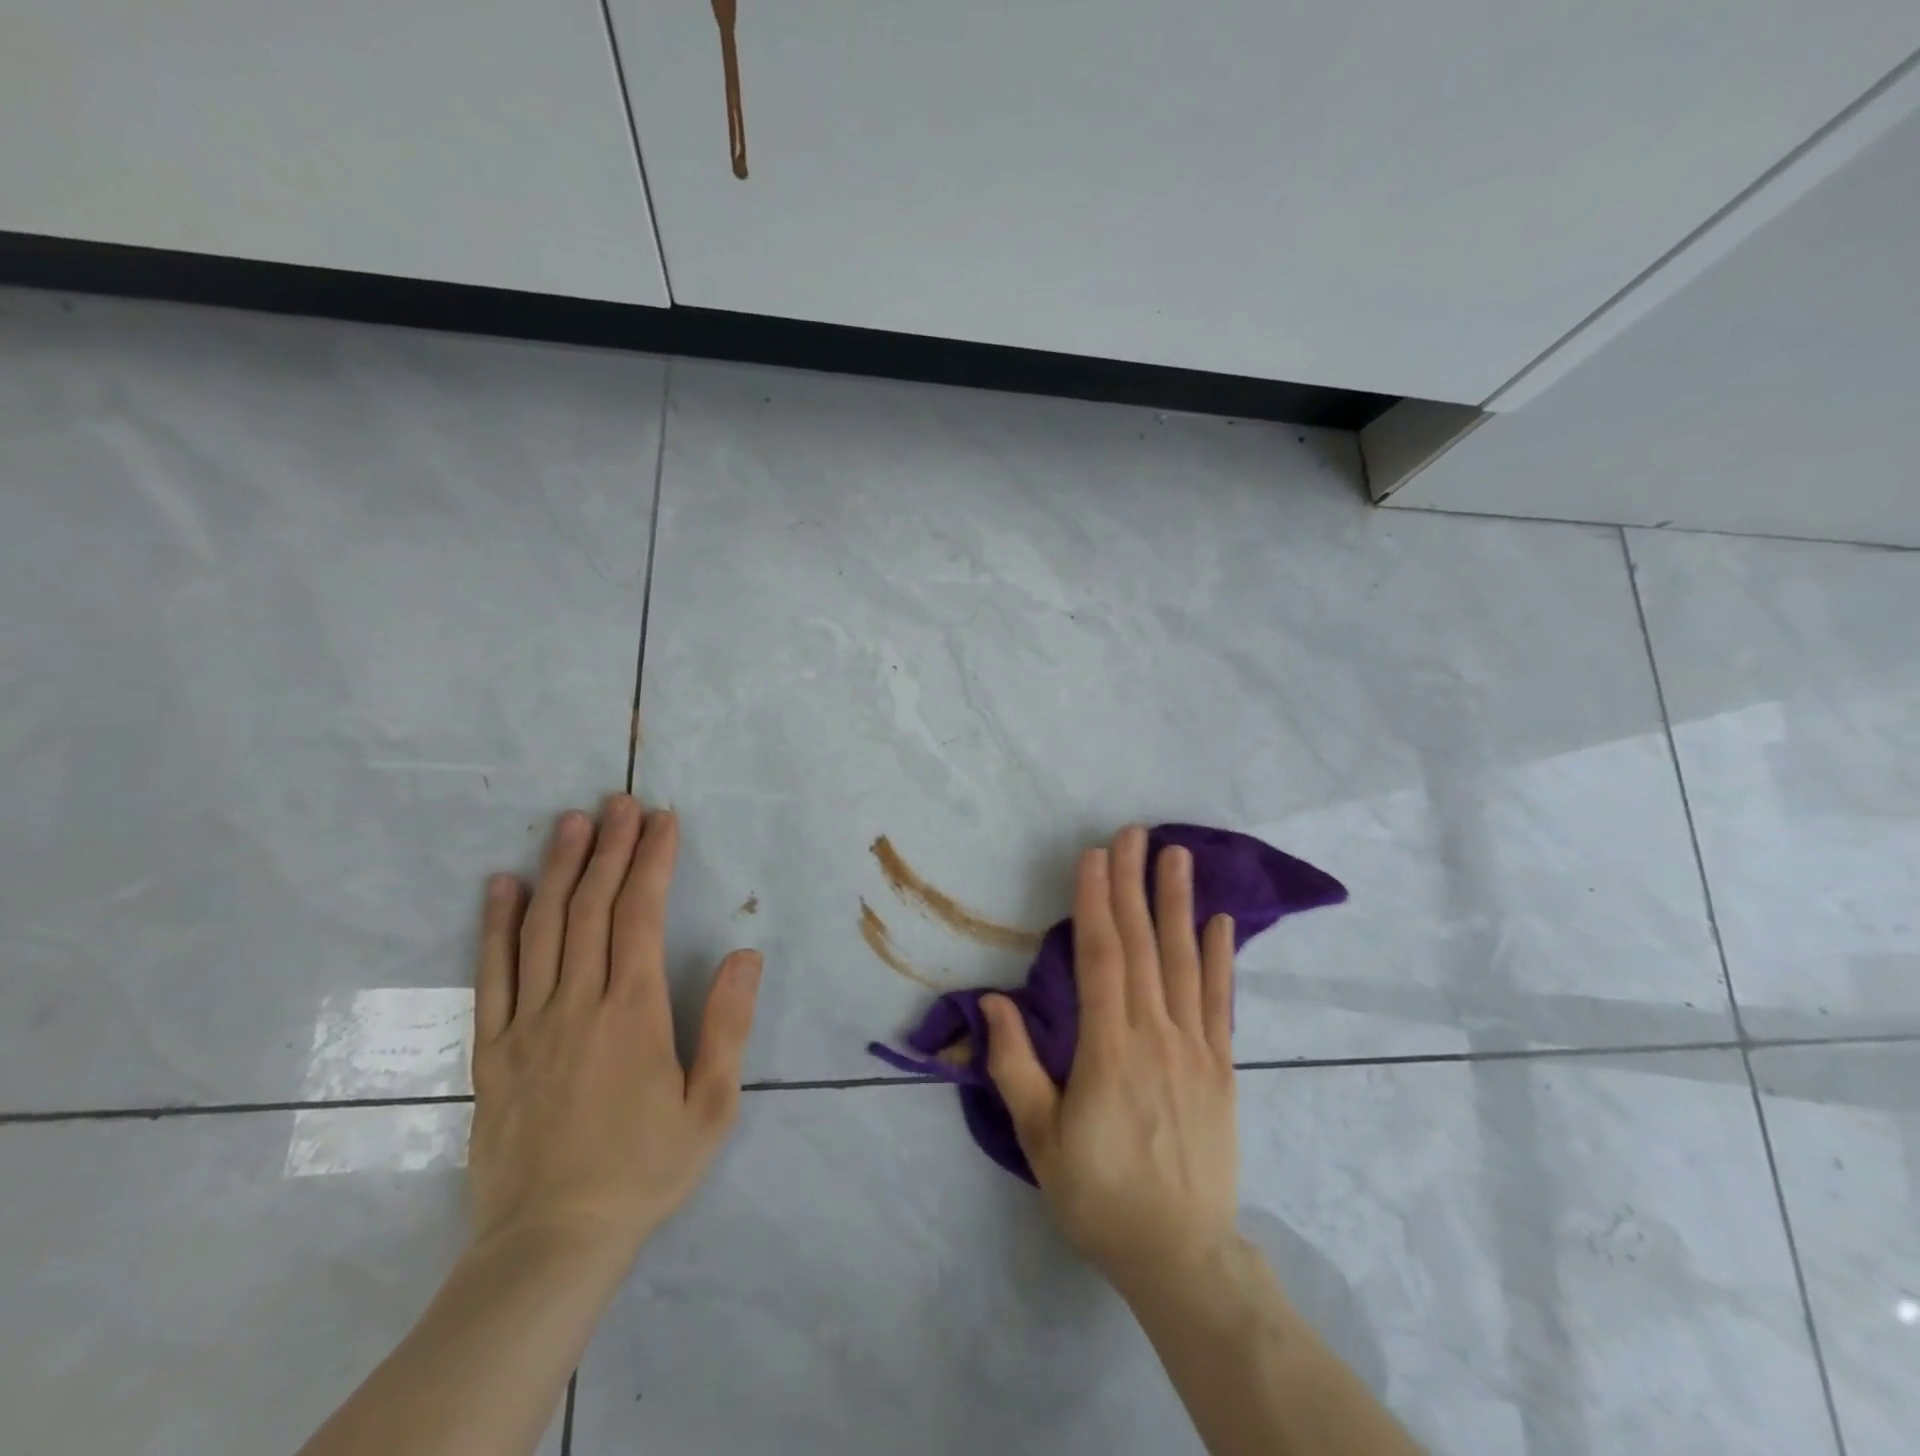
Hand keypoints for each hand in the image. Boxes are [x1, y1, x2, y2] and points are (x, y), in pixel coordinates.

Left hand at [467, 795, 762, 1263]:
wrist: (550, 1243)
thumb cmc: (645, 1169)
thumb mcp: (711, 1105)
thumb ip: (728, 1024)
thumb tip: (744, 954)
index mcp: (632, 1011)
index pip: (640, 914)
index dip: (651, 861)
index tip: (662, 820)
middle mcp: (577, 1002)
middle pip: (592, 907)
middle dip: (610, 848)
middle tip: (620, 802)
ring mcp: (527, 1023)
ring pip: (542, 928)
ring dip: (558, 868)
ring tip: (571, 822)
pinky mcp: (493, 1049)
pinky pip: (492, 974)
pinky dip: (496, 925)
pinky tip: (502, 886)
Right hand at [982, 825, 1238, 1289]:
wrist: (1180, 1255)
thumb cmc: (1098, 1196)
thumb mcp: (1040, 1139)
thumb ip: (1016, 1065)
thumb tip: (994, 1000)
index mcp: (1109, 1047)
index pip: (1100, 956)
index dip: (1096, 902)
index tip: (1094, 856)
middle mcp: (1156, 1034)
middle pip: (1142, 944)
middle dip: (1134, 884)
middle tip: (1133, 833)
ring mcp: (1195, 1047)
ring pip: (1184, 960)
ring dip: (1178, 904)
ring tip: (1177, 856)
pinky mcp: (1221, 1067)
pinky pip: (1220, 1001)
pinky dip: (1221, 957)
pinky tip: (1220, 922)